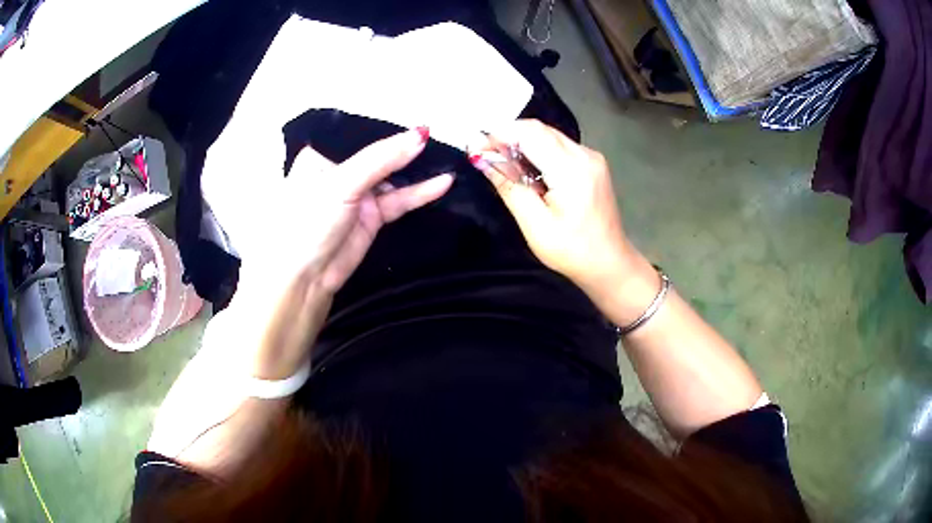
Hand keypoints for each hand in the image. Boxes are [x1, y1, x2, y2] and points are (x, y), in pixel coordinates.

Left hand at [205, 126, 452, 295]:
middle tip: (441, 138)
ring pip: (393, 177)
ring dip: (417, 170)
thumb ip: (381, 159)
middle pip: (380, 154)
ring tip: (448, 158)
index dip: (388, 127)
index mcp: (322, 155)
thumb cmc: (308, 222)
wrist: (303, 279)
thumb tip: (420, 135)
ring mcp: (357, 195)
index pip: (360, 133)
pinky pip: (399, 200)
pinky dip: (420, 192)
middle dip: (406, 148)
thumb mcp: (342, 183)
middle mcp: (340, 171)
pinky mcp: (372, 217)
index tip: (420, 120)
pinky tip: (442, 183)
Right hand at [471, 120, 648, 300]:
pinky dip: (538, 150)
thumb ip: (508, 186)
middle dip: (508, 136)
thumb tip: (481, 158)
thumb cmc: (571, 251)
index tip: (475, 146)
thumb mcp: (534, 224)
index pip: (530, 133)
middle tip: (484, 154)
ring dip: (522, 142)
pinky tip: (527, 168)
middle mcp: (585, 154)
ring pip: (549, 134)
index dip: (499, 134)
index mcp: (572, 170)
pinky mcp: (593, 162)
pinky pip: (559, 145)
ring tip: (501, 162)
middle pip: (539, 129)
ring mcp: (592, 156)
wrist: (609, 262)